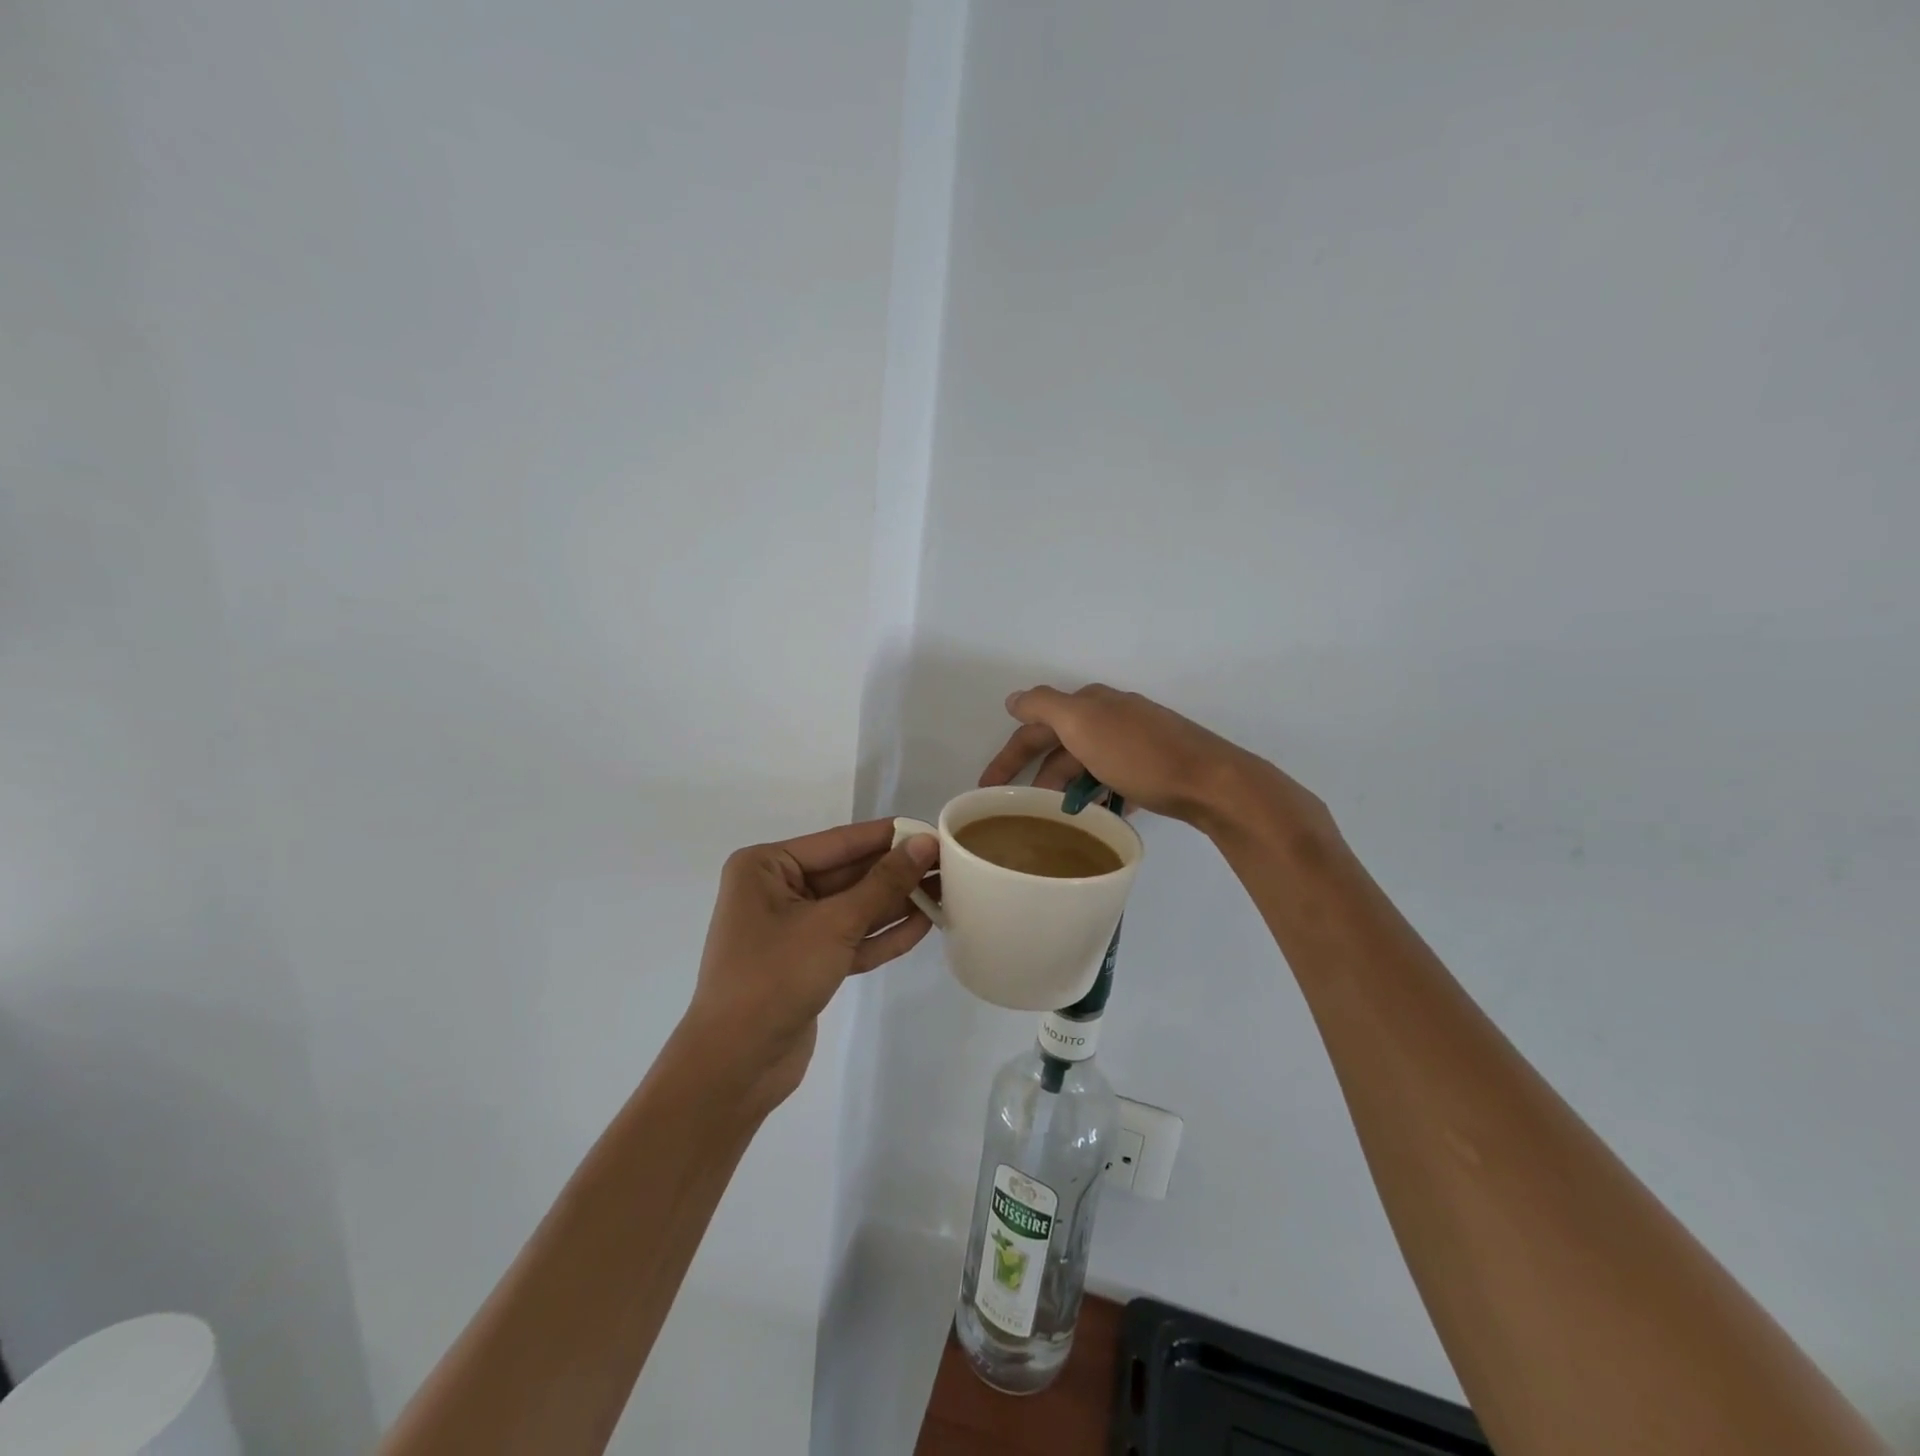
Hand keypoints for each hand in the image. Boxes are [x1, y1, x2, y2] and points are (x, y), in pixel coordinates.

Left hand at [682, 819, 937, 1113]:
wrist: (735, 1067)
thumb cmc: (775, 978)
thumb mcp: (834, 924)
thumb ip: (883, 883)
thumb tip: (925, 843)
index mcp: (766, 867)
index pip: (840, 842)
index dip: (890, 836)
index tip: (935, 830)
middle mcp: (776, 890)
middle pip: (848, 874)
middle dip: (897, 872)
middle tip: (950, 864)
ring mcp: (791, 929)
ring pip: (853, 907)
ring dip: (896, 903)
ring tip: (947, 892)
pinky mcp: (807, 963)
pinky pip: (850, 938)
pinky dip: (882, 934)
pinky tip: (924, 925)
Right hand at [979, 683, 1327, 836]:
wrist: (1212, 781)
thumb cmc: (1140, 755)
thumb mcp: (1083, 723)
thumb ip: (1044, 706)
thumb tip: (1013, 699)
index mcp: (1091, 703)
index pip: (1035, 726)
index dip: (1008, 755)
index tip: (987, 788)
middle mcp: (1112, 715)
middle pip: (1061, 746)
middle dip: (1039, 775)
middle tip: (1023, 809)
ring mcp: (1137, 739)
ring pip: (1087, 764)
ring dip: (1070, 788)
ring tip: (1061, 818)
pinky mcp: (1157, 765)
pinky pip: (1115, 779)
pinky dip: (1100, 795)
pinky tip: (1100, 814)